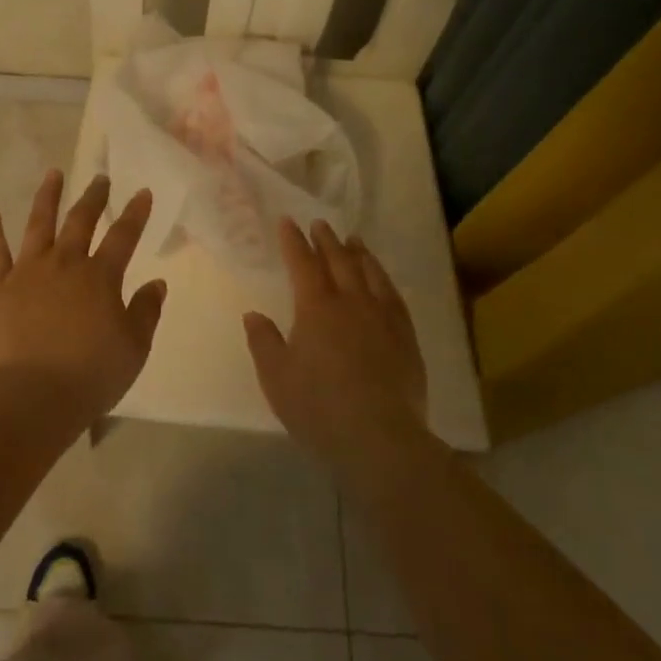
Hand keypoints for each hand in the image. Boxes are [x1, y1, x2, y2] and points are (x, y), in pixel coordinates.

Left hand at [0, 170, 165, 426]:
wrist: (33, 395)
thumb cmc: (91, 374)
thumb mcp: (134, 348)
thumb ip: (146, 312)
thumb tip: (157, 283)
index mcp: (100, 277)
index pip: (124, 236)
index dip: (135, 213)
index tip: (142, 192)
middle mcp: (64, 263)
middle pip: (81, 220)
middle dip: (93, 197)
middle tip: (100, 178)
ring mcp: (28, 271)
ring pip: (39, 223)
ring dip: (48, 196)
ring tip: (54, 174)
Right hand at [243, 220, 429, 481]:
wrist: (379, 438)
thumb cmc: (318, 407)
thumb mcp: (276, 377)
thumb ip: (263, 342)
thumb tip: (254, 314)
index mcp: (316, 308)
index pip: (302, 264)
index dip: (294, 241)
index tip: (288, 222)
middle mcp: (351, 303)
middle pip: (338, 261)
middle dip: (326, 240)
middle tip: (319, 223)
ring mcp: (382, 318)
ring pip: (370, 274)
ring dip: (359, 254)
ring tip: (353, 240)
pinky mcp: (406, 338)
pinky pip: (394, 297)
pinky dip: (384, 281)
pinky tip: (382, 281)